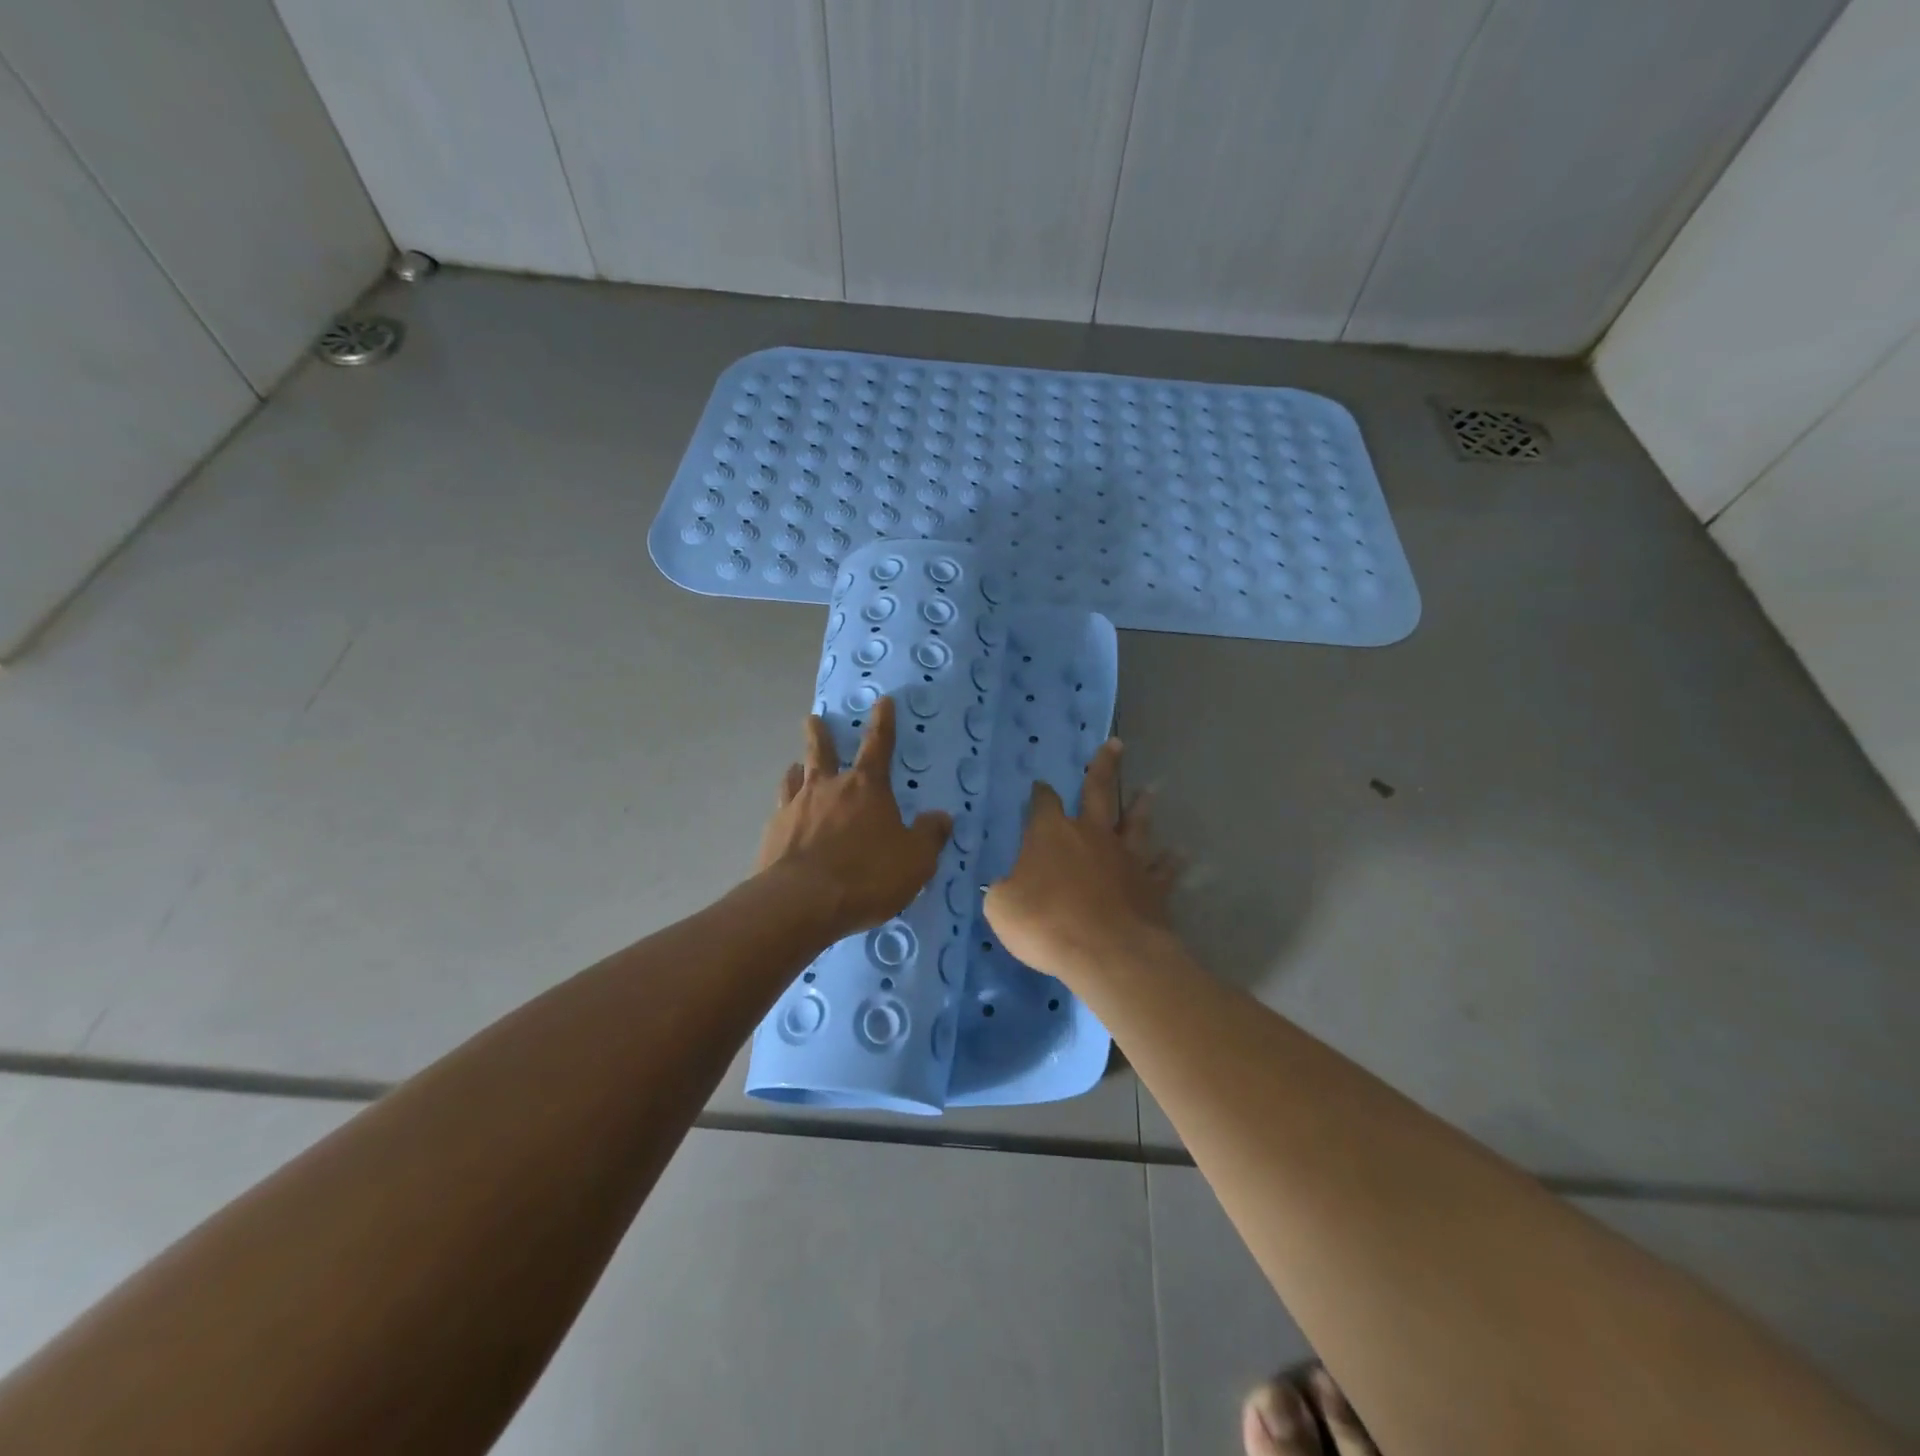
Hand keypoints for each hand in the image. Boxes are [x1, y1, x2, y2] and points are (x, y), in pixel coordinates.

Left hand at [756, 696, 952, 940]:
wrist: (801, 902)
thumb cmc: (867, 875)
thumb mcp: (915, 860)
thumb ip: (929, 836)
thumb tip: (941, 817)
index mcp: (867, 787)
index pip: (878, 745)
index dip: (882, 722)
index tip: (881, 701)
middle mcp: (828, 788)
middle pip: (822, 752)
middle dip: (821, 734)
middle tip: (814, 719)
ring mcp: (795, 809)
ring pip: (795, 778)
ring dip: (798, 769)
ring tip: (795, 766)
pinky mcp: (773, 834)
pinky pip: (780, 811)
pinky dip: (786, 808)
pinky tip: (784, 818)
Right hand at [984, 738, 1181, 980]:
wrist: (1107, 952)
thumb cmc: (1046, 923)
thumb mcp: (1002, 907)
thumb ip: (1004, 889)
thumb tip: (1007, 885)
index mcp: (1051, 834)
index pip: (1044, 803)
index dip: (1041, 793)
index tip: (1040, 786)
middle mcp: (1092, 835)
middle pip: (1099, 792)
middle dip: (1104, 766)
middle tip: (1115, 745)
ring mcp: (1126, 859)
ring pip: (1135, 824)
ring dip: (1141, 807)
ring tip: (1150, 791)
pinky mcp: (1151, 886)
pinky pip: (1163, 870)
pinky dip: (1170, 862)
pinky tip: (1178, 855)